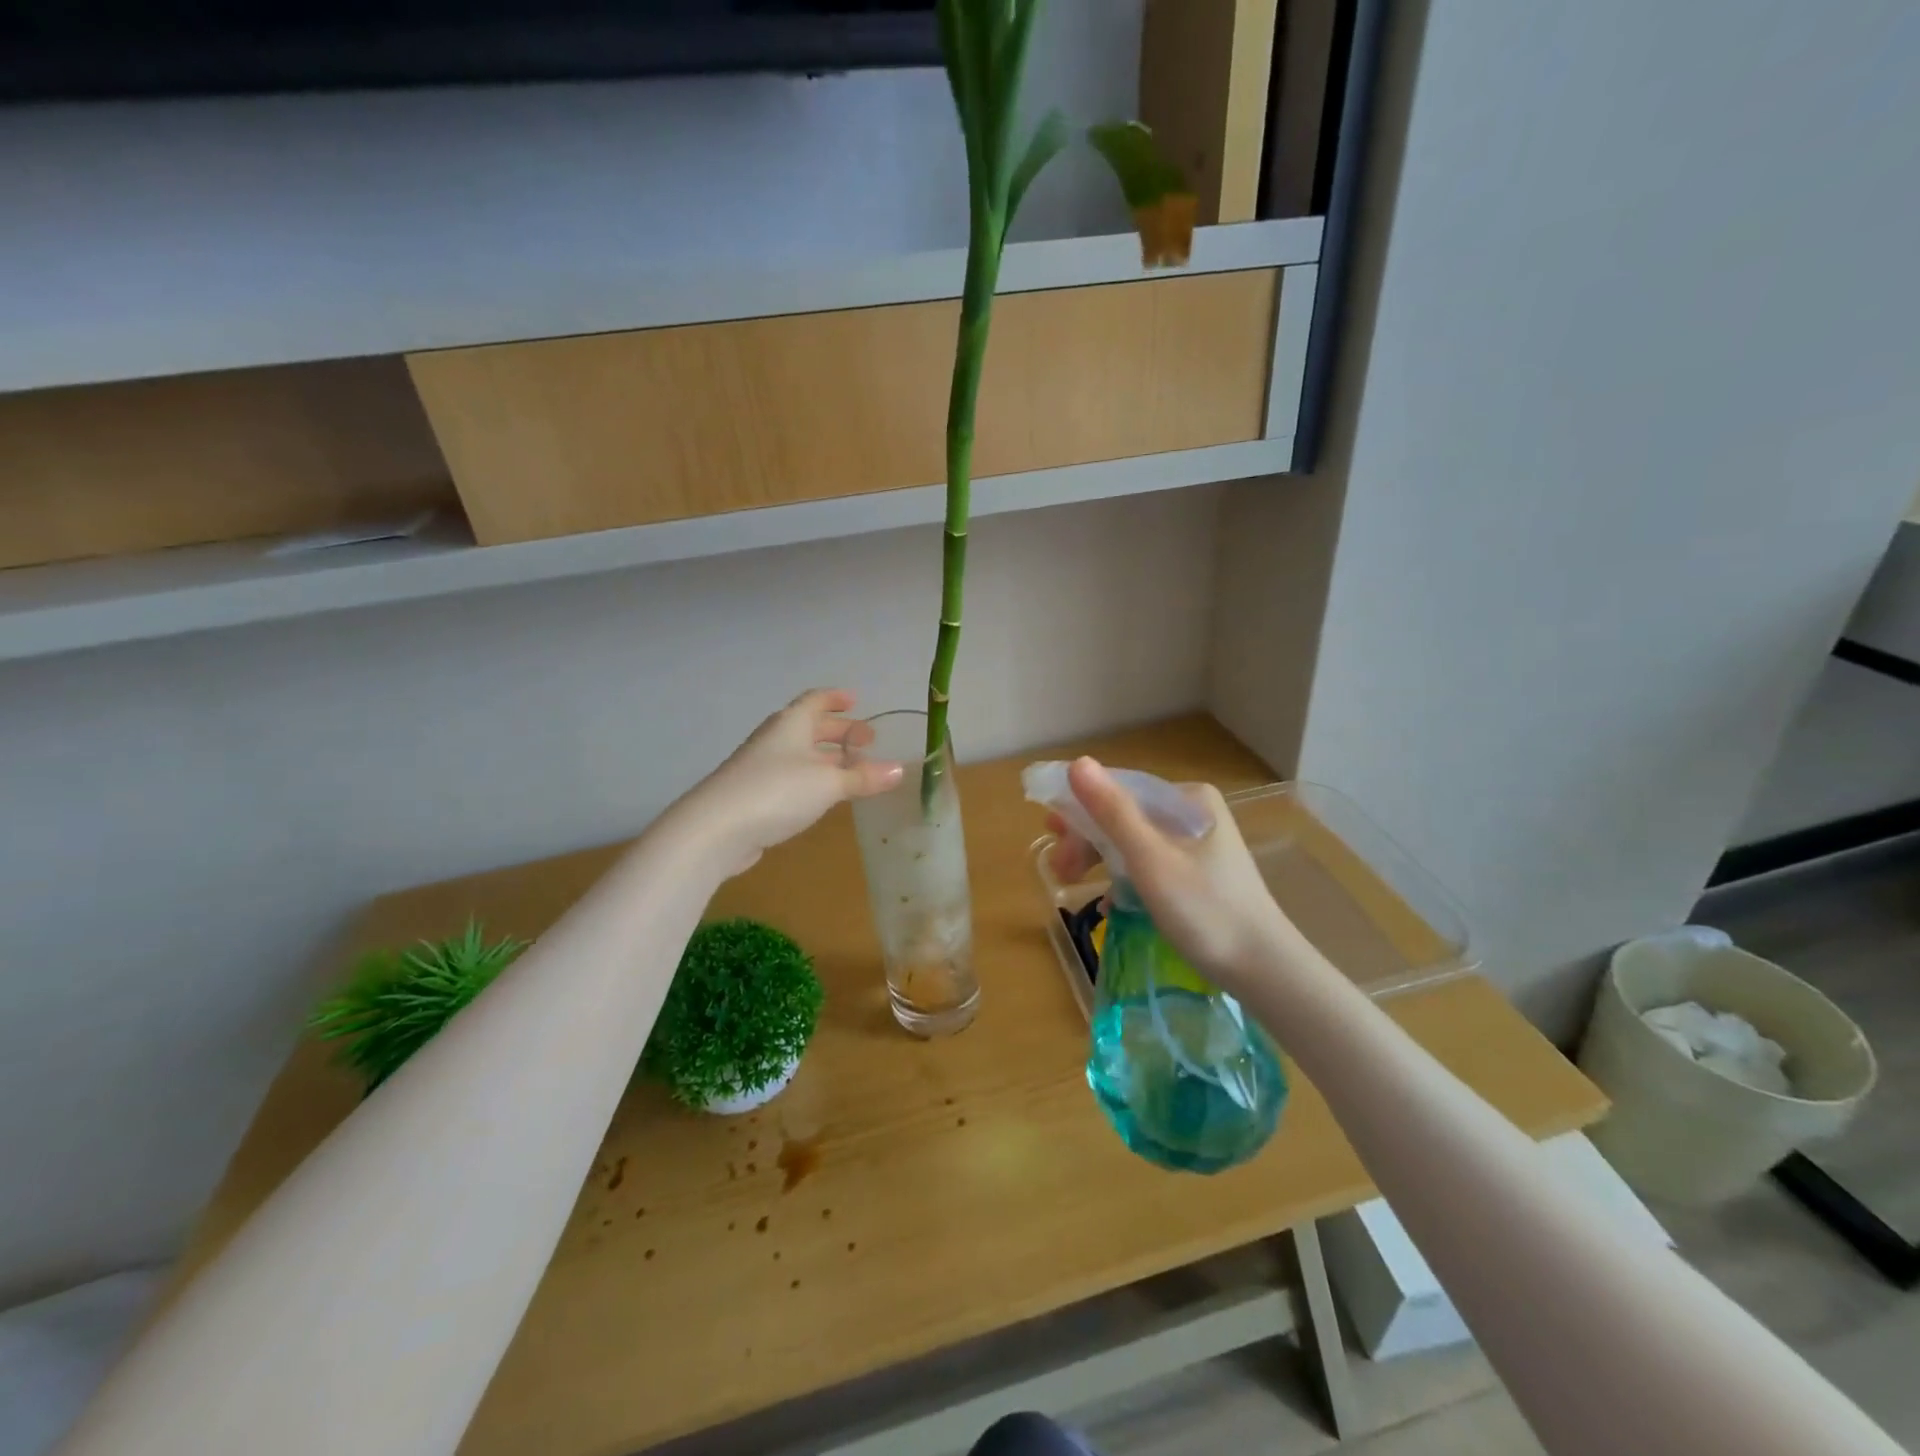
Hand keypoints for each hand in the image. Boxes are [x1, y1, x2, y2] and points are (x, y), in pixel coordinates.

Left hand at [680, 690, 903, 875]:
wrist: (716, 829)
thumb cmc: (776, 791)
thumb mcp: (829, 783)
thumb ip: (864, 777)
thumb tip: (900, 769)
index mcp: (791, 724)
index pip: (816, 700)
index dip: (836, 698)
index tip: (856, 700)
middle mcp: (776, 740)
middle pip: (810, 728)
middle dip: (839, 732)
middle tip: (867, 742)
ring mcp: (762, 768)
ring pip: (801, 755)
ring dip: (828, 759)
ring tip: (854, 770)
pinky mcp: (755, 796)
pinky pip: (792, 778)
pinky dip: (813, 780)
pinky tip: (825, 796)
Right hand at [1046, 757, 1292, 995]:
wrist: (1265, 971)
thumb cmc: (1205, 910)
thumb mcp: (1150, 859)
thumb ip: (1112, 811)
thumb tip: (1077, 763)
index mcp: (1188, 798)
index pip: (1120, 790)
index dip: (1080, 810)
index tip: (1050, 834)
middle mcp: (1194, 812)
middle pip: (1125, 816)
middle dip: (1089, 840)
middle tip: (1060, 870)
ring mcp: (1199, 844)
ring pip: (1135, 841)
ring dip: (1102, 860)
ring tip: (1075, 884)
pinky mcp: (1200, 873)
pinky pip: (1150, 864)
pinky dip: (1127, 879)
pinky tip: (1110, 903)